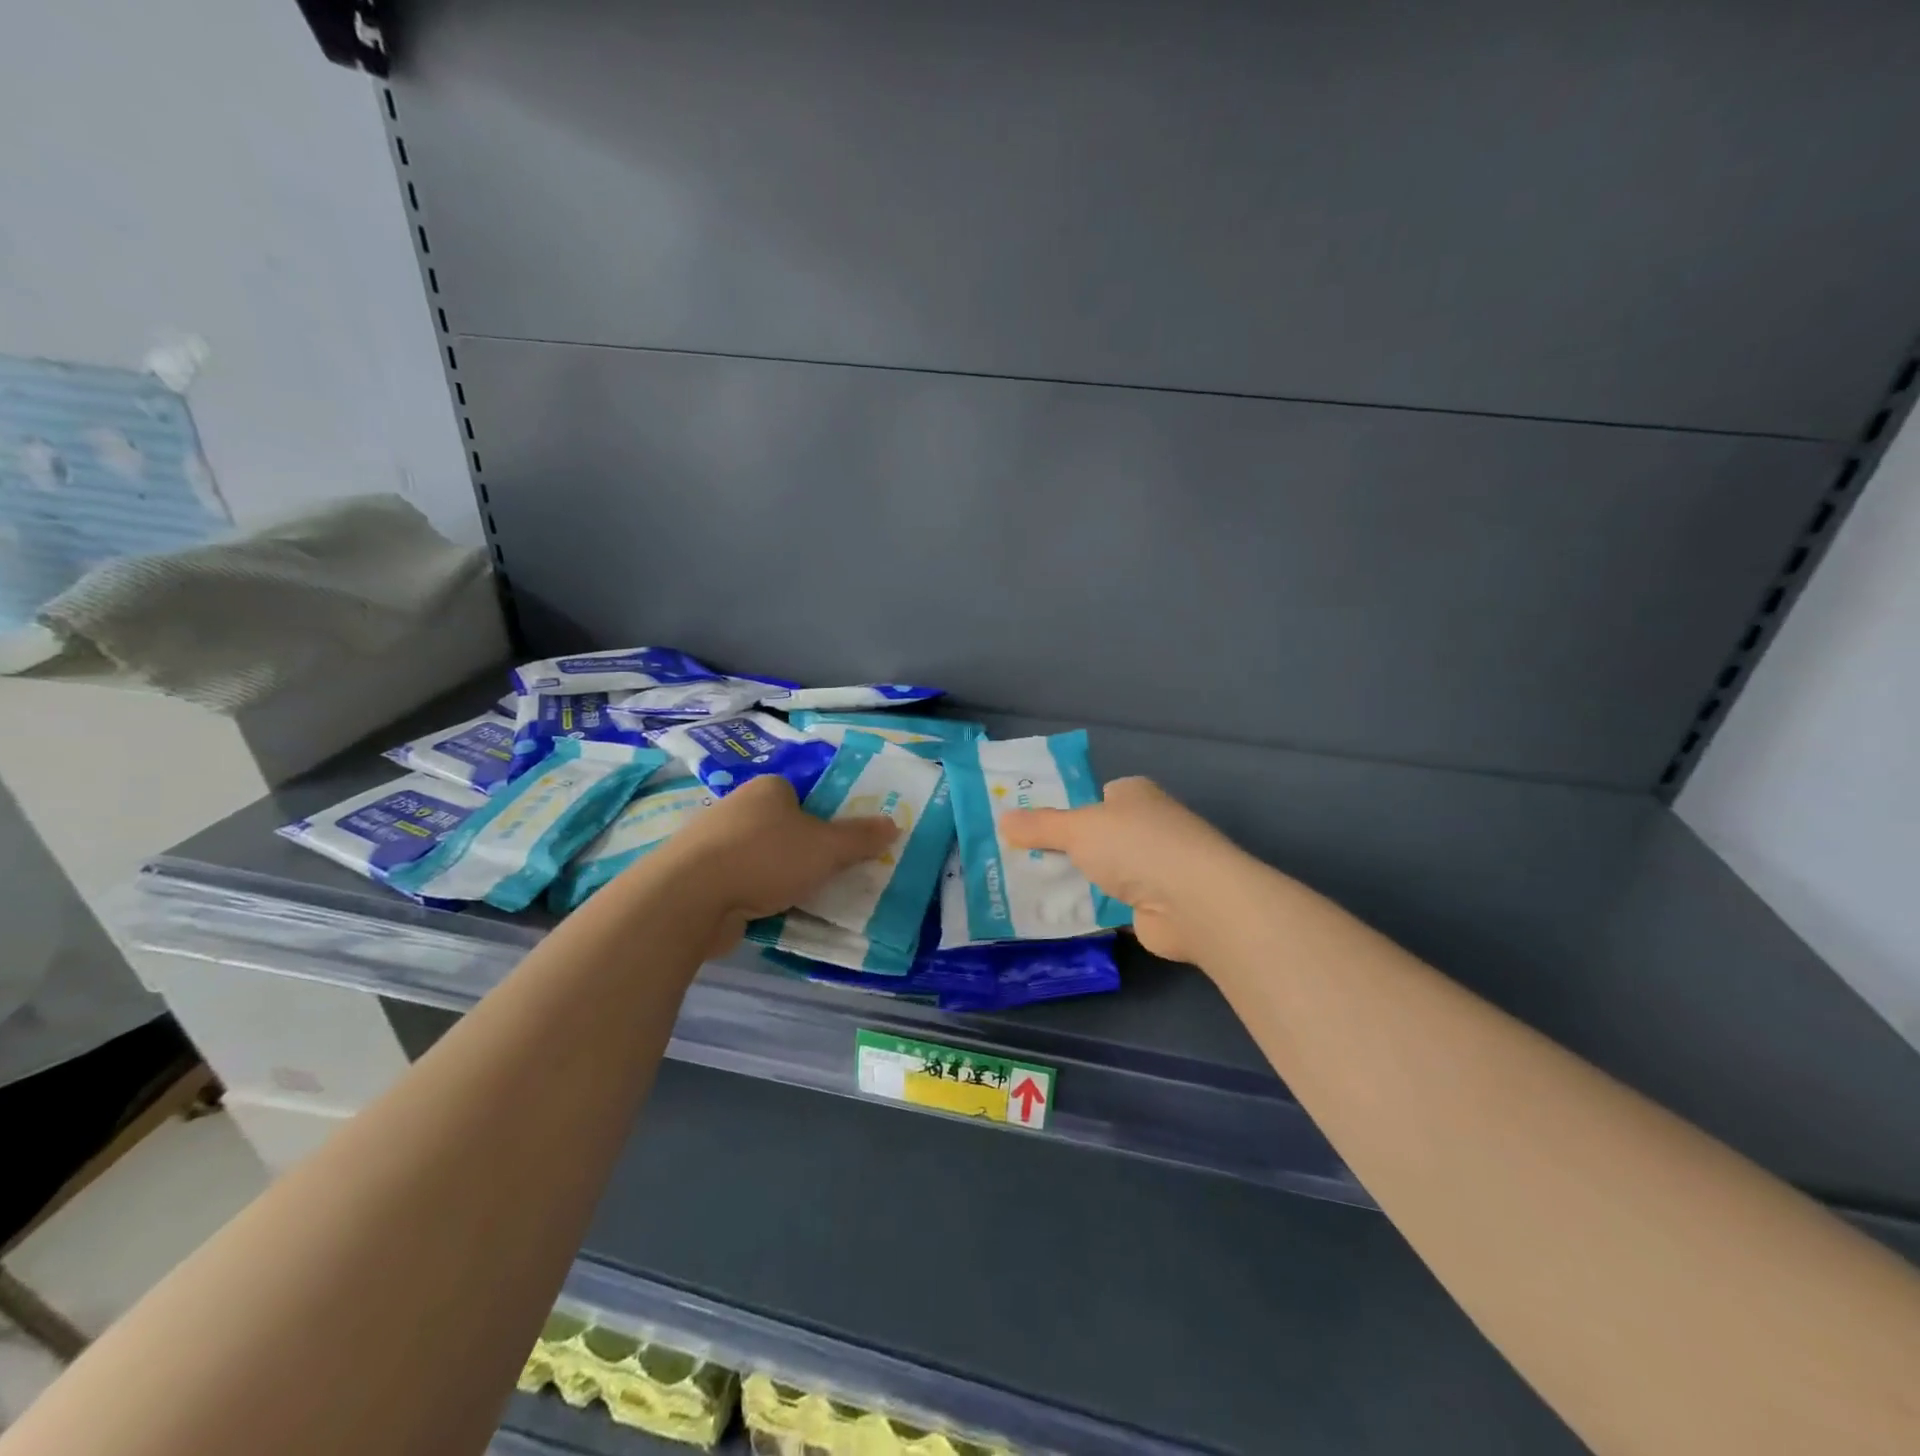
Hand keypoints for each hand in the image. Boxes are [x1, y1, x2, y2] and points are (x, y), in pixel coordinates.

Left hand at [644, 775, 896, 955]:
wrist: (689, 897)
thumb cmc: (765, 858)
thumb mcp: (826, 848)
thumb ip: (861, 838)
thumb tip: (894, 824)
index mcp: (768, 789)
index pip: (804, 798)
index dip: (824, 821)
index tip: (837, 850)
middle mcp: (737, 808)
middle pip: (782, 829)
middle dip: (801, 853)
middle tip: (826, 878)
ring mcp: (712, 843)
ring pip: (760, 858)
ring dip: (777, 878)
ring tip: (800, 902)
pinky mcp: (698, 877)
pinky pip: (738, 884)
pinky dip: (753, 897)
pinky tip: (766, 915)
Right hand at [1000, 777, 1245, 964]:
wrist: (1193, 902)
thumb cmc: (1136, 846)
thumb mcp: (1078, 828)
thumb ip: (1040, 826)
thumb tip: (1002, 820)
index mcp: (1134, 794)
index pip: (1095, 796)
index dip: (1063, 808)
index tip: (1026, 825)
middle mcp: (1145, 827)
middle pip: (1093, 836)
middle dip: (1060, 849)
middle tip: (1013, 859)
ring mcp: (1152, 868)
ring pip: (1098, 872)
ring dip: (1071, 882)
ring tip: (1021, 890)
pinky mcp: (1151, 907)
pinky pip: (1107, 905)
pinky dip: (1085, 910)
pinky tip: (1051, 917)